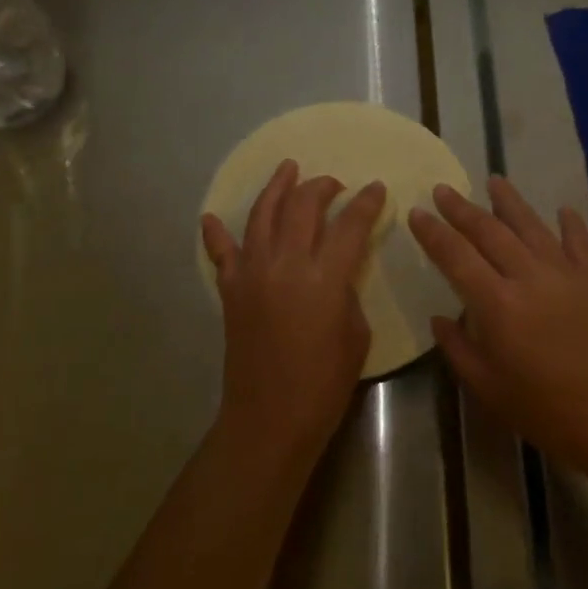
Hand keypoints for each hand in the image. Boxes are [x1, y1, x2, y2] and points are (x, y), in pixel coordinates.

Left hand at [201, 160, 384, 467]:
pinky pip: (221, 252)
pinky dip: (216, 233)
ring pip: (263, 215)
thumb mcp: (355, 333)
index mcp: (324, 278)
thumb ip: (346, 290)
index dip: (366, 203)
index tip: (375, 188)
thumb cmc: (324, 384)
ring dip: (277, 188)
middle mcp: (285, 264)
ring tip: (287, 168)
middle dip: (322, 187)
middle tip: (334, 184)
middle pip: (302, 206)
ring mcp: (252, 273)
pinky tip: (212, 217)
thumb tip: (335, 270)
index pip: (350, 225)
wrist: (269, 419)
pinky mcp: (230, 290)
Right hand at [410, 177, 587, 482]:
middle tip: (443, 188)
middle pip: (489, 231)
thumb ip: (459, 350)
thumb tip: (440, 318)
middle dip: (462, 209)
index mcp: (497, 304)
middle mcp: (528, 276)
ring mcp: (566, 272)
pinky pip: (579, 241)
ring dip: (510, 201)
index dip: (433, 232)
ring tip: (494, 180)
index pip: (456, 256)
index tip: (417, 212)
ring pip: (531, 226)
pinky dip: (569, 223)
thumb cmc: (549, 412)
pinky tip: (562, 210)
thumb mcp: (489, 390)